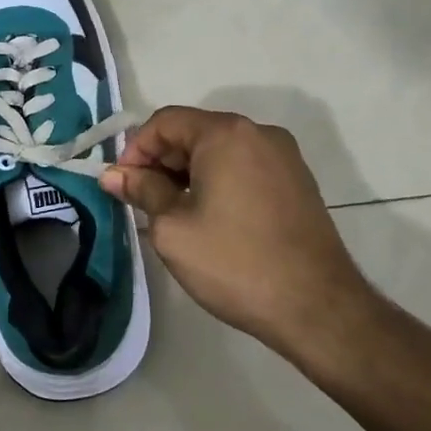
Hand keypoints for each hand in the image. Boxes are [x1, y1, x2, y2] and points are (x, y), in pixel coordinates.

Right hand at [100, 107, 376, 360]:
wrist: (317, 308)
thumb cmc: (235, 262)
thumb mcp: (173, 227)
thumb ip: (141, 190)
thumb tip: (112, 175)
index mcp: (226, 133)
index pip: (165, 122)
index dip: (135, 150)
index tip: (121, 185)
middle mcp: (259, 133)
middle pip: (194, 132)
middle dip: (161, 162)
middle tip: (141, 201)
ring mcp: (284, 157)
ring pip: (219, 151)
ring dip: (188, 174)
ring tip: (171, 214)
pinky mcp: (298, 182)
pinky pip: (244, 167)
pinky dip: (218, 182)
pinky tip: (208, 218)